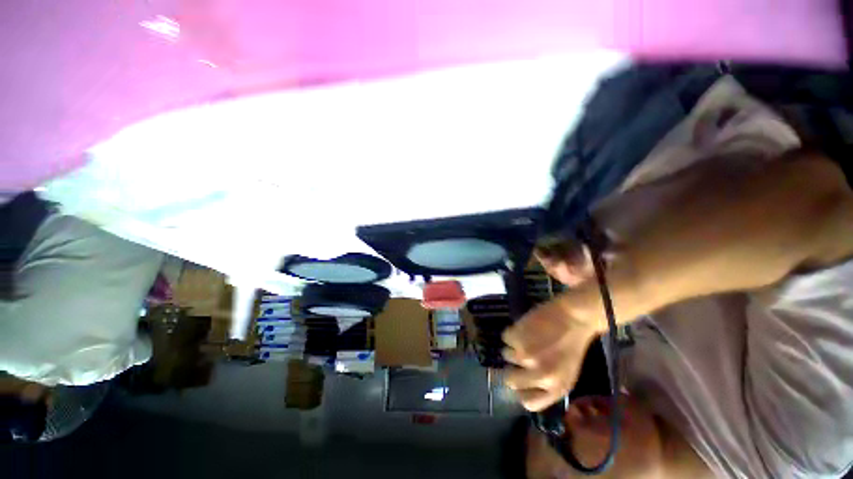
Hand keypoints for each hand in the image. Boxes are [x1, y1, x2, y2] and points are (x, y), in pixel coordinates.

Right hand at [502, 243, 603, 411]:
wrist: (574, 317)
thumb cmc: (572, 344)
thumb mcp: (566, 373)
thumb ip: (547, 384)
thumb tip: (522, 387)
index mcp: (557, 388)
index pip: (528, 403)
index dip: (521, 390)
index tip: (520, 379)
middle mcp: (540, 376)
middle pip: (510, 381)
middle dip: (512, 368)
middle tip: (517, 356)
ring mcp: (527, 357)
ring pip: (506, 355)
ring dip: (513, 345)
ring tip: (527, 336)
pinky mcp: (518, 338)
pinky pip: (505, 337)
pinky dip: (512, 331)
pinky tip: (525, 327)